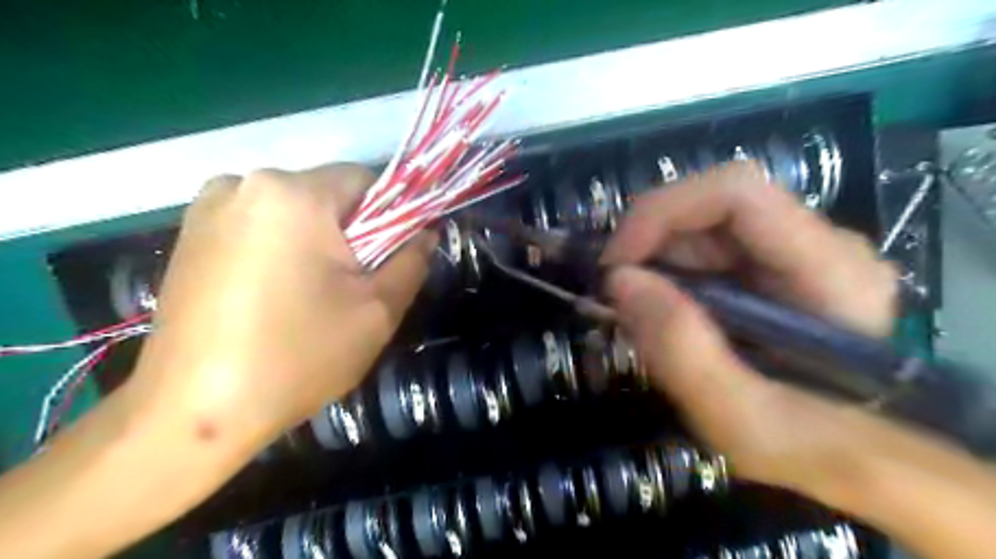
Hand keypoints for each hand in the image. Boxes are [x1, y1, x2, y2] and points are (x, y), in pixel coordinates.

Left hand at [126, 163, 432, 456]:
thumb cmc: (298, 356)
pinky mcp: (188, 235)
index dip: (390, 216)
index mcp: (293, 194)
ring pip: (293, 212)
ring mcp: (208, 207)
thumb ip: (412, 261)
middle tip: (354, 286)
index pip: (365, 180)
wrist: (194, 413)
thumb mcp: (378, 310)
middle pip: (326, 195)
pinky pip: (259, 227)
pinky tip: (276, 297)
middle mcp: (244, 184)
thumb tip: (426, 231)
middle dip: (351, 233)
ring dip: (316, 242)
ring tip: (313, 296)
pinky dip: (281, 250)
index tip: (390, 259)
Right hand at [604, 162, 900, 496]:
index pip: (736, 192)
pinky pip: (708, 250)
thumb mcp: (740, 420)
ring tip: (637, 313)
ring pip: (704, 226)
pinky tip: (663, 313)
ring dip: (657, 262)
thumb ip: (680, 349)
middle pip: (713, 206)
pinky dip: (671, 276)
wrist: (859, 459)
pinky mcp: (776, 268)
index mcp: (831, 270)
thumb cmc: (812, 447)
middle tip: (615, 295)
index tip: (615, 264)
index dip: (662, 212)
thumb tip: (619, 280)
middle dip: (650, 243)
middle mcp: (819, 244)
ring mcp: (798, 252)